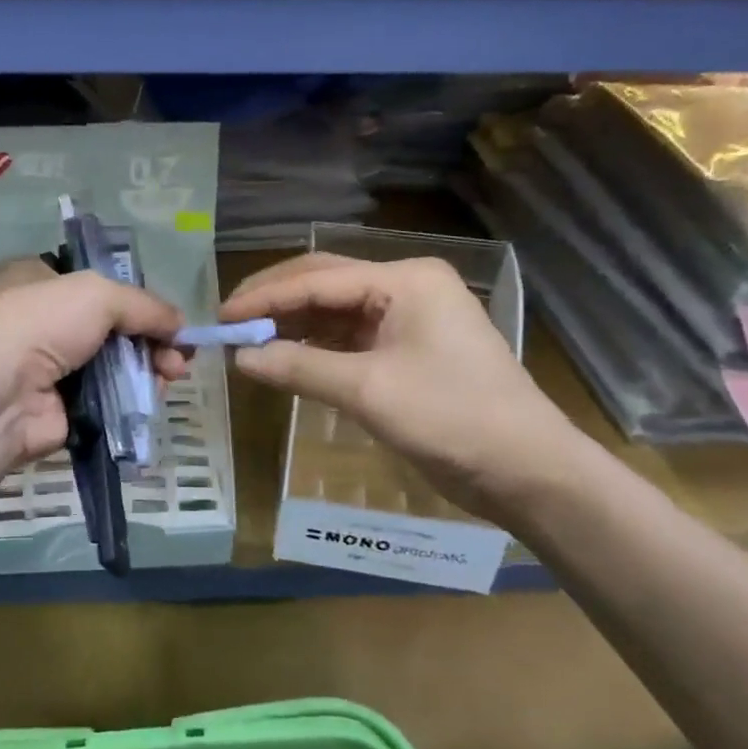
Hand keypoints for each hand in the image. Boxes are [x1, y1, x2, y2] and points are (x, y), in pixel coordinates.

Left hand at [0, 258, 185, 463]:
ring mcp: (49, 368)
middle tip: (180, 355)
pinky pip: (106, 399)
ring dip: (147, 368)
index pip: (95, 284)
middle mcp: (41, 322)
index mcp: (37, 280)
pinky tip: (153, 396)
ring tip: (172, 375)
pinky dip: (131, 398)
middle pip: (111, 328)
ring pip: (113, 365)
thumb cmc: (40, 323)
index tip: (167, 317)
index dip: (135, 299)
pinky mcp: (59, 408)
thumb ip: (145, 305)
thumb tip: (181, 325)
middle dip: (150, 339)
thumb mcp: (98, 294)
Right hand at [220, 253, 583, 517]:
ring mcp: (409, 319)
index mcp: (404, 280)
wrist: (526, 469)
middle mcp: (406, 288)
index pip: (318, 279)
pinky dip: (316, 348)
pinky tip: (286, 359)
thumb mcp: (368, 391)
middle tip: (229, 323)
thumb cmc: (451, 418)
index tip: (221, 317)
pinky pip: (350, 339)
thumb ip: (299, 368)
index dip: (265, 297)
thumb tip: (240, 358)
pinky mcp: (408, 350)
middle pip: (325, 285)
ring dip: (293, 326)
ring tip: (248, 342)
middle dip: (275, 303)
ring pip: (335, 312)